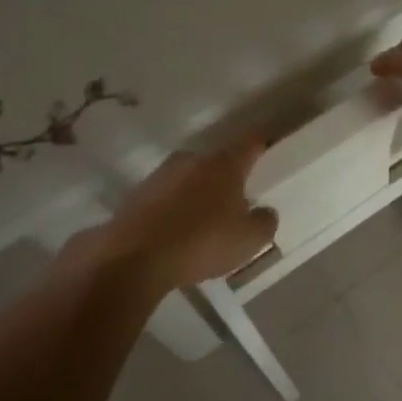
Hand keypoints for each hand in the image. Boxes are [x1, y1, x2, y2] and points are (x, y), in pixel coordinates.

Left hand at [93, 137, 278, 290]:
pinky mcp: (136, 196)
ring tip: (203, 224)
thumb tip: (264, 211)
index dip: (261, 143)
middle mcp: (192, 161)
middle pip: (216, 163)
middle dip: (226, 179)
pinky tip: (176, 234)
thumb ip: (264, 221)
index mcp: (224, 165)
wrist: (134, 258)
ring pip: (188, 180)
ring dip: (197, 195)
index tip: (267, 143)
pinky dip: (174, 210)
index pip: (249, 144)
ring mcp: (160, 176)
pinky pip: (165, 199)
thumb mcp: (249, 240)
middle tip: (235, 203)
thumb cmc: (202, 242)